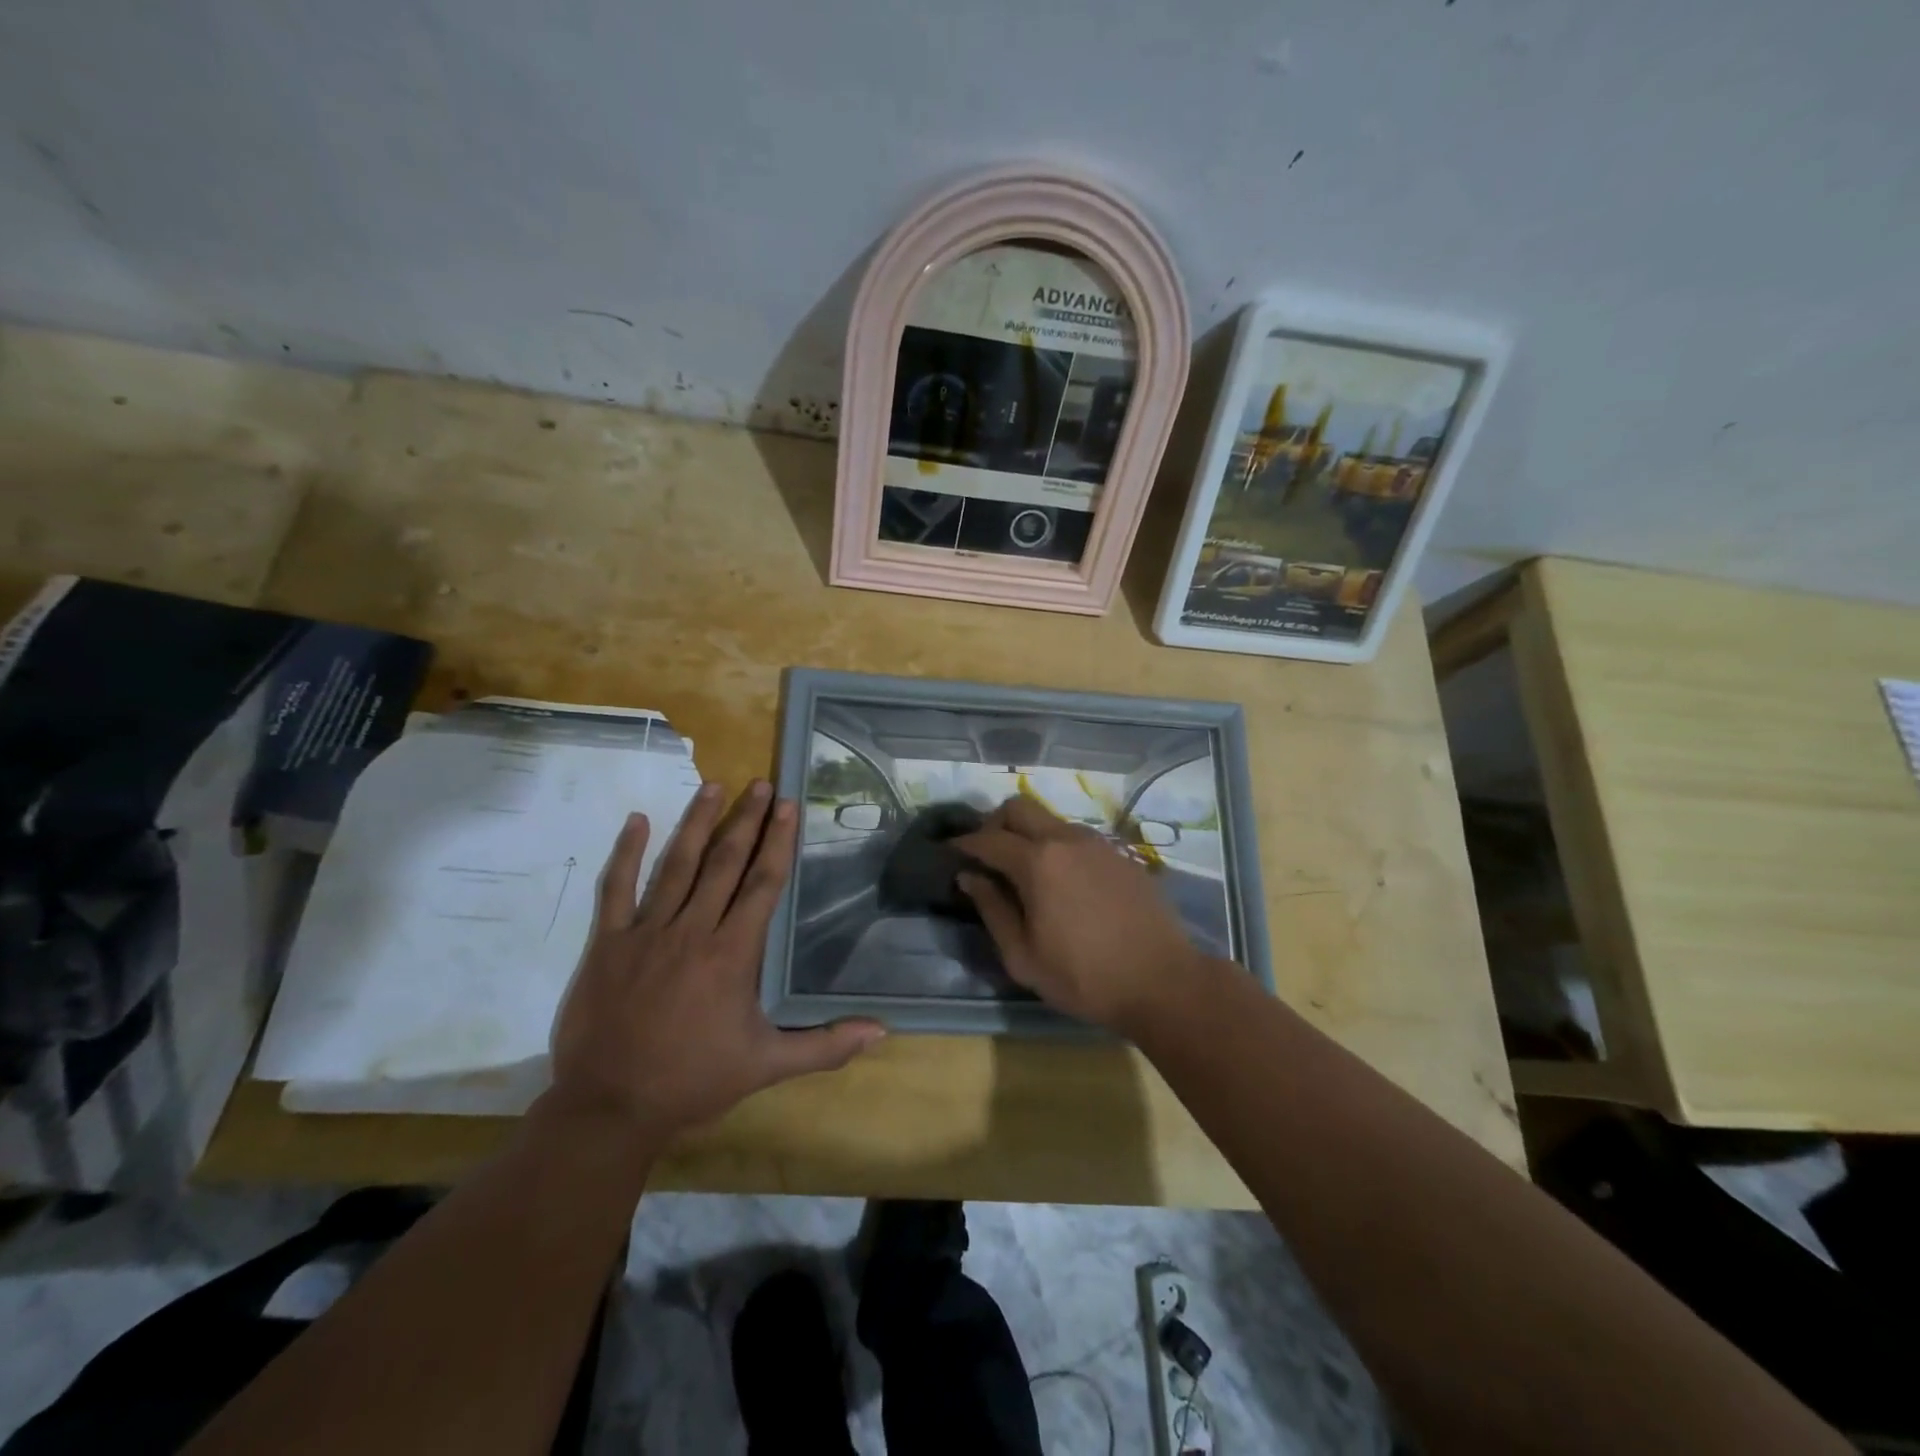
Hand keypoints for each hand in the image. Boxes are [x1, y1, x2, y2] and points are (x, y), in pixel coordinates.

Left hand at [545, 781, 884, 1143]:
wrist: (609, 1108)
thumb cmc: (693, 1082)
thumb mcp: (767, 1067)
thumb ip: (825, 1046)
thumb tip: (882, 1031)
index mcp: (732, 953)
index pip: (762, 883)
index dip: (777, 841)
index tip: (787, 805)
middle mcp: (692, 930)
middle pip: (724, 863)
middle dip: (745, 820)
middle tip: (760, 784)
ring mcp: (645, 932)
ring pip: (676, 865)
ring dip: (697, 823)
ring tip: (713, 786)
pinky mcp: (606, 943)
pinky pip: (616, 889)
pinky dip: (626, 853)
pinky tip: (637, 820)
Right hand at [954, 796, 1206, 1034]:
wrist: (1163, 981)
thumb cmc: (1084, 977)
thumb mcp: (1023, 956)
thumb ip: (992, 909)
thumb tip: (969, 877)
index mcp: (1037, 862)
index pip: (988, 839)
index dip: (963, 844)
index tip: (950, 853)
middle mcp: (1066, 839)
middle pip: (1018, 807)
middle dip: (994, 824)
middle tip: (987, 855)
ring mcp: (1097, 842)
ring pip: (1050, 819)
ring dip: (1028, 834)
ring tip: (1025, 872)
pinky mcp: (1120, 853)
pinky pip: (1076, 837)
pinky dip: (1057, 847)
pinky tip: (1063, 882)